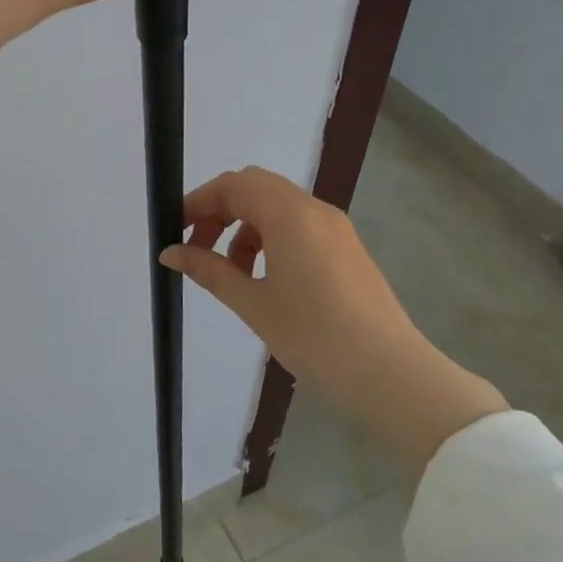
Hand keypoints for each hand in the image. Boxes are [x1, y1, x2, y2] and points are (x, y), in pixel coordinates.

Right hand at [160, 167, 507, 476]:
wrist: (392, 376)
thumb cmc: (315, 337)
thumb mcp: (253, 304)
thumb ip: (209, 270)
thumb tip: (170, 252)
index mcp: (291, 215)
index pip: (234, 185)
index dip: (199, 201)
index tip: (175, 230)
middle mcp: (315, 210)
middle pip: (256, 188)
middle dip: (220, 211)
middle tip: (198, 248)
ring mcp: (336, 229)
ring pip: (277, 208)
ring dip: (245, 227)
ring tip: (231, 273)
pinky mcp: (348, 250)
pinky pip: (299, 227)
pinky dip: (271, 239)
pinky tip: (265, 280)